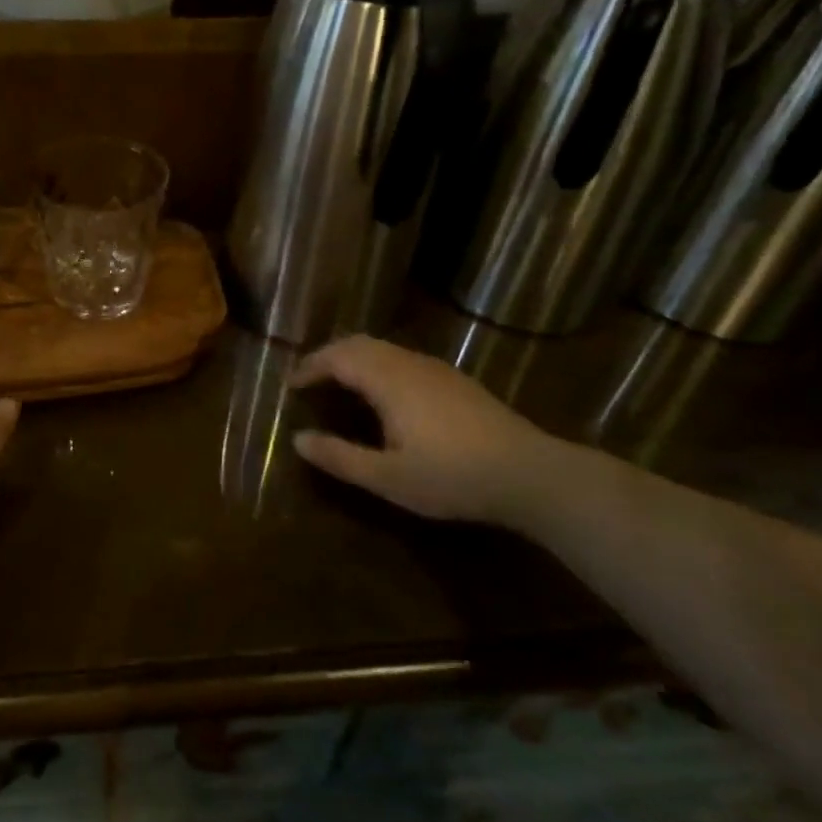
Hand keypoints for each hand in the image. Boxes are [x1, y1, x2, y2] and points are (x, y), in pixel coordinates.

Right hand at [290, 335, 564, 527]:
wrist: (531, 474)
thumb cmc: (453, 477)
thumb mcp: (388, 478)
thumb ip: (340, 458)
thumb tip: (297, 440)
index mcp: (388, 380)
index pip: (338, 357)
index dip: (310, 366)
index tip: (290, 384)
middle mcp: (409, 364)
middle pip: (360, 344)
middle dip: (329, 356)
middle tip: (309, 378)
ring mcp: (437, 369)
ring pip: (384, 349)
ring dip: (355, 359)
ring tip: (340, 384)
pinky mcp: (456, 381)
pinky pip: (403, 359)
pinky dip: (379, 365)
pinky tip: (385, 395)